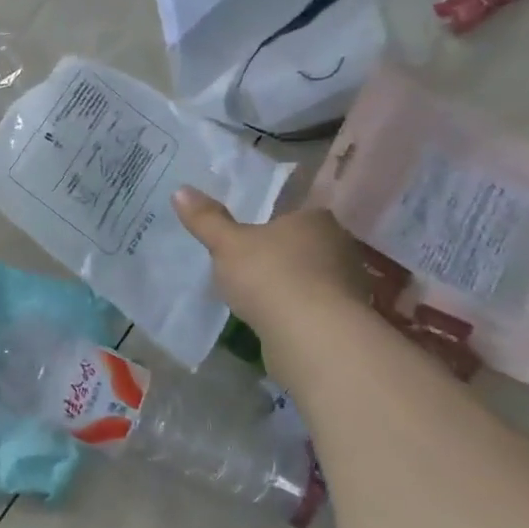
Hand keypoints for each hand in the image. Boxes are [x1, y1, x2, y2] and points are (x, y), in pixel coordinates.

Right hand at [172, 191, 367, 333]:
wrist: (313, 336)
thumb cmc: (270, 275)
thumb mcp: (227, 244)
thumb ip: (206, 219)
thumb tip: (180, 191)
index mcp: (315, 219)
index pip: (296, 212)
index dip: (274, 222)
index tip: (251, 235)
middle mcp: (339, 246)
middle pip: (306, 244)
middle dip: (282, 253)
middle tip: (251, 263)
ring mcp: (348, 284)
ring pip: (313, 276)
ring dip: (291, 284)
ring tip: (259, 295)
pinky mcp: (346, 319)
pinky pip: (316, 306)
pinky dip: (298, 310)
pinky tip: (277, 319)